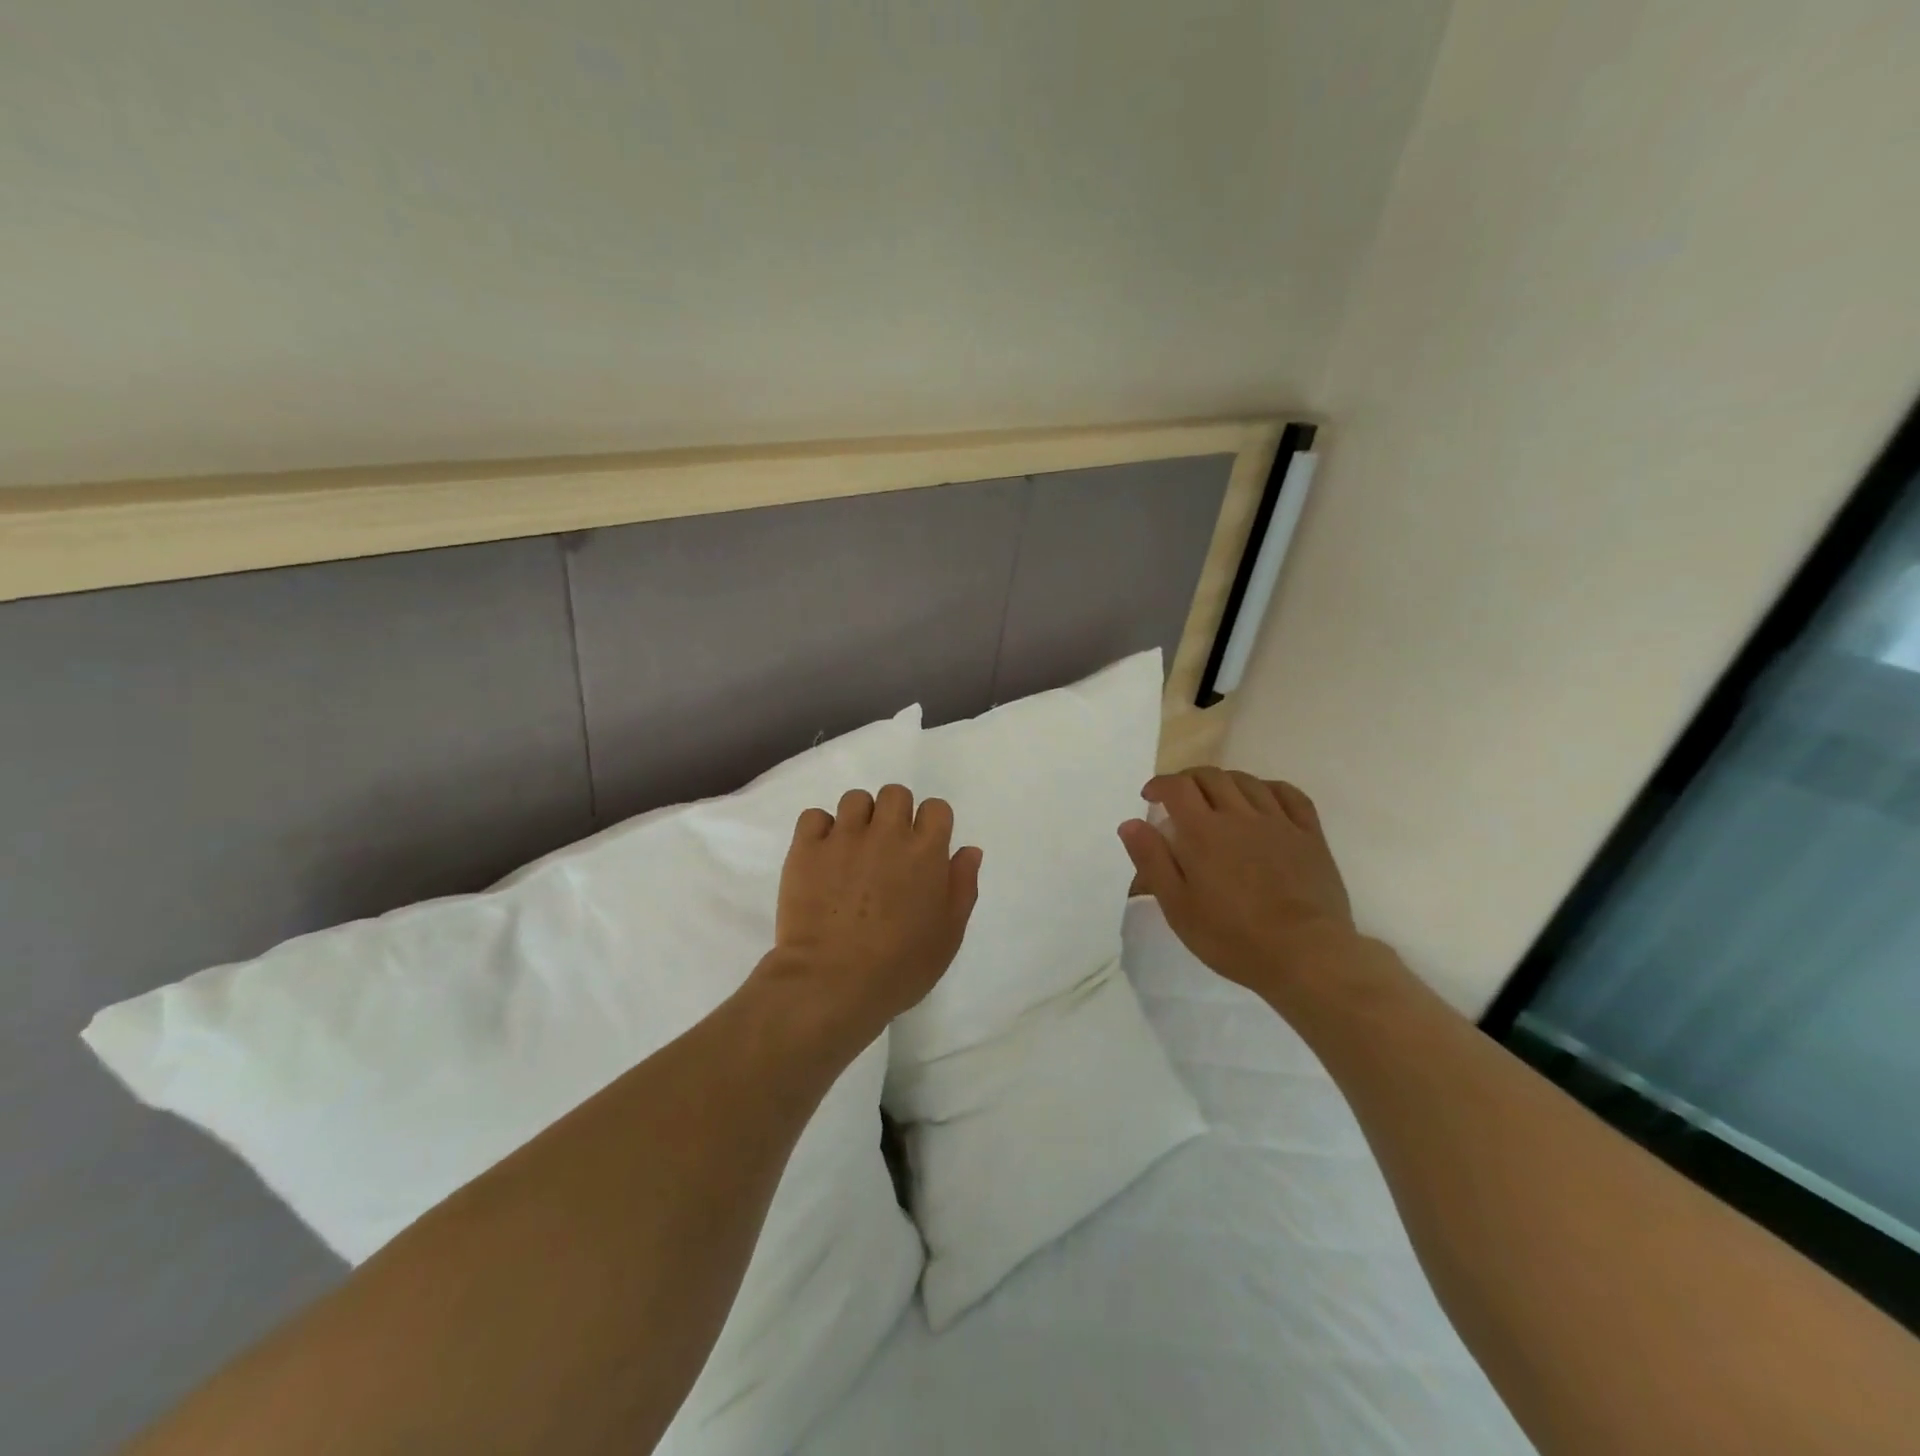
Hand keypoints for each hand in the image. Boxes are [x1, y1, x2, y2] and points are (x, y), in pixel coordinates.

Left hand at [756, 784, 981, 1048]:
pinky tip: (822, 855)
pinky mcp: (806, 849)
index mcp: (926, 852)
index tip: (922, 847)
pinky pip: (814, 816)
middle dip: (895, 814)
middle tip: (887, 847)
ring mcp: (844, 838)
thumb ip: (963, 887)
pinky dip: (820, 830)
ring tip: (852, 850)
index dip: (931, 824)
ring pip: (855, 799)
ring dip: (858, 819)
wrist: (832, 983)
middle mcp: (887, 834)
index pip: (936, 808)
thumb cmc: (900, 968)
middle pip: (895, 794)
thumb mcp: (948, 936)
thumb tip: (968, 850)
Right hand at [1117, 767, 1357, 1000]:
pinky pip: (1290, 795)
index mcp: (1203, 831)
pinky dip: (1269, 788)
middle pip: (1211, 777)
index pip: (1177, 787)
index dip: (1160, 784)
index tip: (1150, 797)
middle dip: (1189, 780)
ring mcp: (1278, 822)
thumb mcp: (1177, 906)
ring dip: (1225, 781)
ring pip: (1247, 781)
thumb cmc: (1231, 936)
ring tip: (1216, 798)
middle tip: (1179, 798)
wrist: (1305, 954)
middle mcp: (1239, 815)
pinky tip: (1262, 798)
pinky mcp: (1309, 835)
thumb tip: (1131, 823)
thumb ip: (1152, 860)